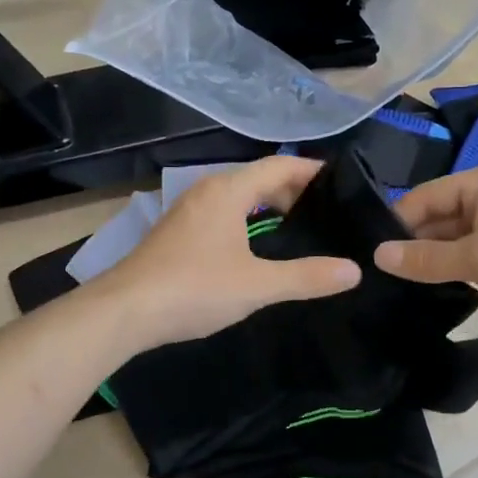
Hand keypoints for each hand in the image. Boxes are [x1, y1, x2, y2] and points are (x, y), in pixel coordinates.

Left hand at [95, 156, 361, 350]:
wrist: (124, 311)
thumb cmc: (194, 289)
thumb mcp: (257, 285)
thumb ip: (307, 277)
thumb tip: (354, 271)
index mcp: (228, 190)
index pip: (280, 166)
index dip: (313, 171)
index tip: (342, 183)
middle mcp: (207, 190)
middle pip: (259, 178)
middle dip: (294, 191)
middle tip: (328, 213)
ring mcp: (188, 210)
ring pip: (239, 196)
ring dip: (269, 206)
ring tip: (300, 228)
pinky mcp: (177, 232)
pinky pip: (223, 213)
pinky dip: (248, 219)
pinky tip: (257, 247)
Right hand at [375, 160, 477, 334]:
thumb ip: (427, 258)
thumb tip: (377, 257)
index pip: (427, 195)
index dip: (397, 222)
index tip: (367, 252)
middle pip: (441, 215)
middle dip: (413, 242)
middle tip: (377, 273)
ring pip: (456, 238)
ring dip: (433, 258)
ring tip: (394, 284)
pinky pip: (474, 254)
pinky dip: (455, 268)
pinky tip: (430, 288)